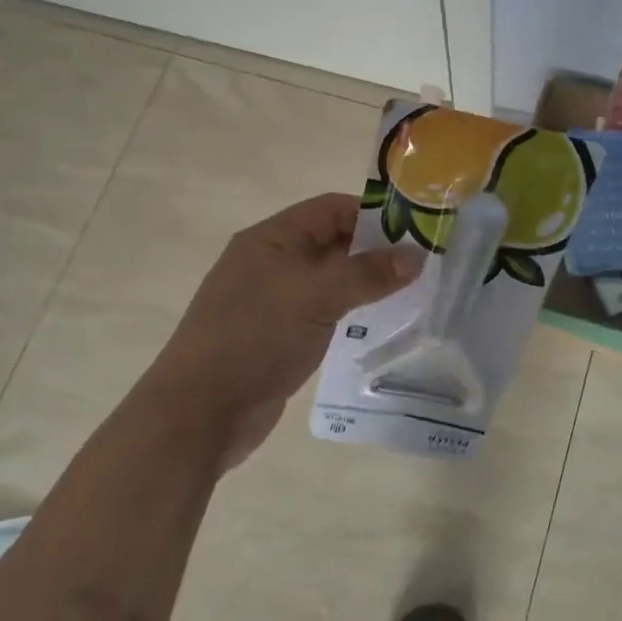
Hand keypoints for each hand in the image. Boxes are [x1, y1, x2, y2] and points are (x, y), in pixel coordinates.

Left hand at [154, 193, 420, 468]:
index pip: (330, 209)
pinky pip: (319, 311)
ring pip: (327, 279)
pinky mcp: (275, 335)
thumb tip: (417, 256)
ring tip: (408, 292)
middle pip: (330, 241)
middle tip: (421, 264)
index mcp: (271, 239)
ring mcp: (270, 300)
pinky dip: (347, 311)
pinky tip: (375, 324)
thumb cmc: (257, 337)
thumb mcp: (317, 297)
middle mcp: (269, 262)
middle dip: (373, 249)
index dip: (372, 214)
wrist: (201, 411)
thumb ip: (368, 274)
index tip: (415, 230)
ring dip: (362, 282)